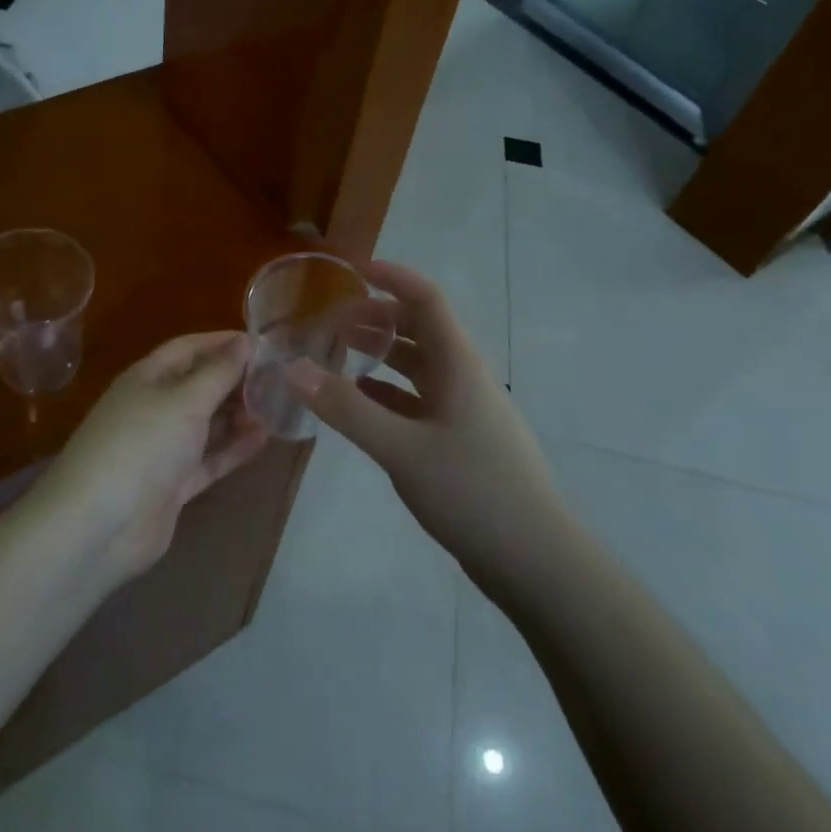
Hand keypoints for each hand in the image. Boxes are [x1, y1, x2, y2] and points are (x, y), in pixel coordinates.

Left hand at [40, 331, 268, 583]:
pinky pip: (209, 459)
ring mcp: (163, 448)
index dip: (221, 342)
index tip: (261, 342)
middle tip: (278, 378)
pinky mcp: (173, 485)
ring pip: (206, 424)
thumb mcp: (185, 401)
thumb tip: (245, 341)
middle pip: (199, 385)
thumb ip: (219, 372)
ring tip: (277, 407)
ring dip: (238, 415)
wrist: (100, 525)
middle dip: (235, 380)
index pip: (188, 348)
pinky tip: (263, 439)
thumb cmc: (142, 444)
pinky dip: (233, 449)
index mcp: (147, 378)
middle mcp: (154, 407)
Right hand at [286, 261, 558, 597]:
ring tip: (338, 352)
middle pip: (420, 328)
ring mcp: (464, 410)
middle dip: (378, 316)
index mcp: (458, 364)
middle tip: (331, 319)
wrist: (537, 562)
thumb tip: (293, 368)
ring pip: (418, 366)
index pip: (426, 299)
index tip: (352, 269)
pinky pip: (418, 400)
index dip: (392, 277)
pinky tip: (360, 401)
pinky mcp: (460, 440)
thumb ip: (347, 409)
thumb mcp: (402, 449)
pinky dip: (388, 392)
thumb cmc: (474, 492)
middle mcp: (463, 377)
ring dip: (382, 353)